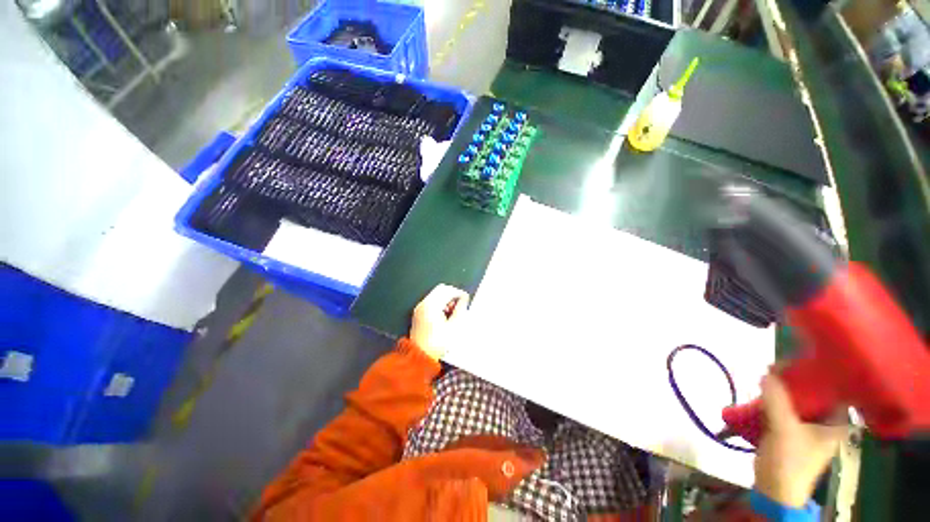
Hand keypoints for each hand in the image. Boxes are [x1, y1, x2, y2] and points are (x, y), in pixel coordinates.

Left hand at [410, 284, 469, 360]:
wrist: (420, 356)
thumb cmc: (437, 343)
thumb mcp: (454, 326)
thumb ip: (460, 310)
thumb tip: (463, 300)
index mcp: (432, 305)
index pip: (448, 290)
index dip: (459, 293)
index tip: (466, 299)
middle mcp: (424, 303)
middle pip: (441, 289)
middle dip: (452, 294)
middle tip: (460, 303)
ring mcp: (420, 308)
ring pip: (436, 294)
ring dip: (446, 298)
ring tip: (453, 311)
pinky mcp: (419, 313)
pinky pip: (431, 301)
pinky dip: (439, 303)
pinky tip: (445, 314)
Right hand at [753, 375, 845, 507]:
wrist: (775, 489)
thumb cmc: (789, 461)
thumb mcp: (783, 429)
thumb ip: (776, 399)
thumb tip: (767, 372)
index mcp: (836, 423)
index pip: (834, 390)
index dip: (819, 374)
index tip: (798, 361)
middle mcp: (825, 422)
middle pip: (813, 394)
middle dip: (794, 381)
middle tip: (776, 368)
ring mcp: (807, 428)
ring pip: (795, 401)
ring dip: (780, 391)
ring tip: (766, 378)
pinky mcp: (790, 432)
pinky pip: (783, 410)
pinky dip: (773, 401)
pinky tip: (761, 394)